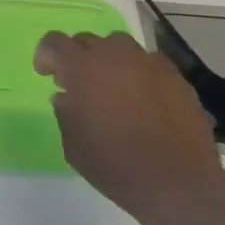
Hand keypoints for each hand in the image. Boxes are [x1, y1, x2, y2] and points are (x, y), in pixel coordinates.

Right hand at [34, 31, 224, 224]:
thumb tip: (66, 97)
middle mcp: (114, 56)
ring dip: (108, 60)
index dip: (46, 56)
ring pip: (119, 45)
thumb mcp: (72, 144)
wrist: (178, 184)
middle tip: (78, 85)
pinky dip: (138, 72)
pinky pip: (148, 63)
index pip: (54, 42)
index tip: (48, 76)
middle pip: (87, 40)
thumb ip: (64, 112)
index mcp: (82, 68)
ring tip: (112, 86)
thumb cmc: (115, 166)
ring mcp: (148, 64)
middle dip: (77, 57)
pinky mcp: (176, 77)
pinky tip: (142, 98)